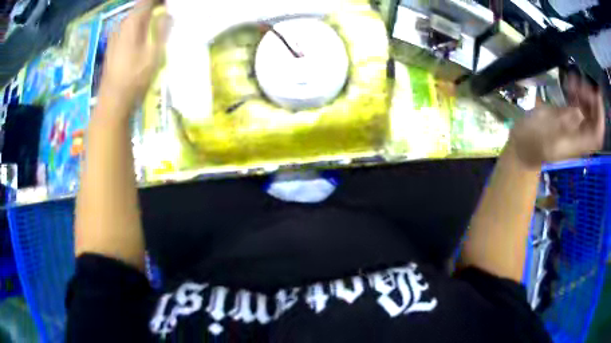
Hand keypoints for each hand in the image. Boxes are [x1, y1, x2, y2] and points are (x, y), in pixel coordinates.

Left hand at [98, 0, 171, 111]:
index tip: (171, 5)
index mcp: (131, 22)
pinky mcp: (114, 47)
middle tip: (169, 14)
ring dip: (147, 19)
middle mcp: (121, 25)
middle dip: (155, 8)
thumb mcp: (154, 52)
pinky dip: (140, 29)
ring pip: (135, 20)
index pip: (147, 0)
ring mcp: (115, 36)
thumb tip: (167, 13)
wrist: (113, 102)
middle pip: (140, 9)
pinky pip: (130, 30)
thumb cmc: (134, 77)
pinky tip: (146, 38)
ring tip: (160, 24)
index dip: (160, 1)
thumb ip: (162, 29)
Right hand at [509, 74, 605, 167]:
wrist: (521, 145)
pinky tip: (569, 81)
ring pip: (587, 110)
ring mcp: (573, 125)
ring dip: (584, 93)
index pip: (597, 133)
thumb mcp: (547, 134)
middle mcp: (579, 135)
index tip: (596, 93)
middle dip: (592, 100)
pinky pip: (577, 104)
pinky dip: (576, 92)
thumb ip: (564, 124)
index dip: (600, 115)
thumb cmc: (531, 142)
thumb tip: (580, 112)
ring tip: (574, 78)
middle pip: (594, 119)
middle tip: (582, 81)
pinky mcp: (566, 116)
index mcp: (577, 144)